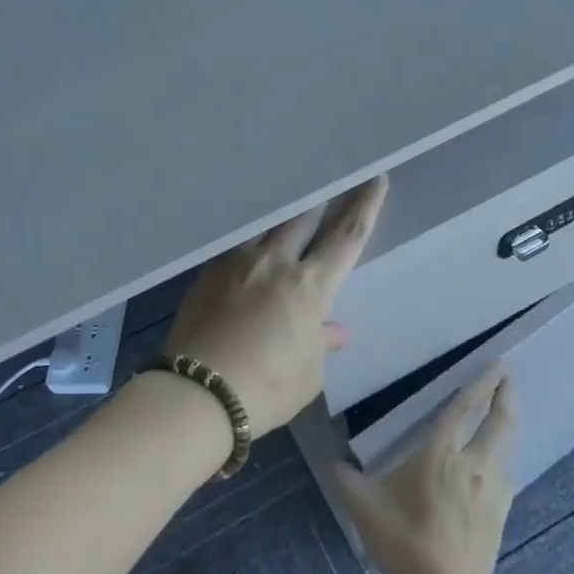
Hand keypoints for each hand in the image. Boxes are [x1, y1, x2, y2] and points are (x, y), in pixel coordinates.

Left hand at [164, 176, 387, 432]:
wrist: (197, 393)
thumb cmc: (265, 389)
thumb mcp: (307, 373)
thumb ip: (321, 343)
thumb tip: (335, 330)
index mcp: (310, 285)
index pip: (347, 236)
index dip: (366, 206)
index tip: (376, 180)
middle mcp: (275, 262)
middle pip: (306, 216)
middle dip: (325, 197)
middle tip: (334, 179)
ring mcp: (238, 262)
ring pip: (267, 223)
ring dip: (285, 212)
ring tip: (290, 201)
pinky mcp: (208, 271)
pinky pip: (236, 242)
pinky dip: (251, 236)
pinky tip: (249, 238)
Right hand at [333, 365, 516, 573]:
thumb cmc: (402, 543)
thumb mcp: (363, 506)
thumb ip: (345, 478)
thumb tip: (334, 462)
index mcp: (441, 453)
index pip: (465, 408)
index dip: (481, 383)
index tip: (496, 364)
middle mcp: (474, 464)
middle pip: (499, 421)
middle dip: (506, 395)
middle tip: (508, 378)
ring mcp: (492, 489)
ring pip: (507, 446)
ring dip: (508, 424)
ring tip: (505, 412)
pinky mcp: (500, 513)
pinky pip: (506, 471)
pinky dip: (504, 454)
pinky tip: (498, 461)